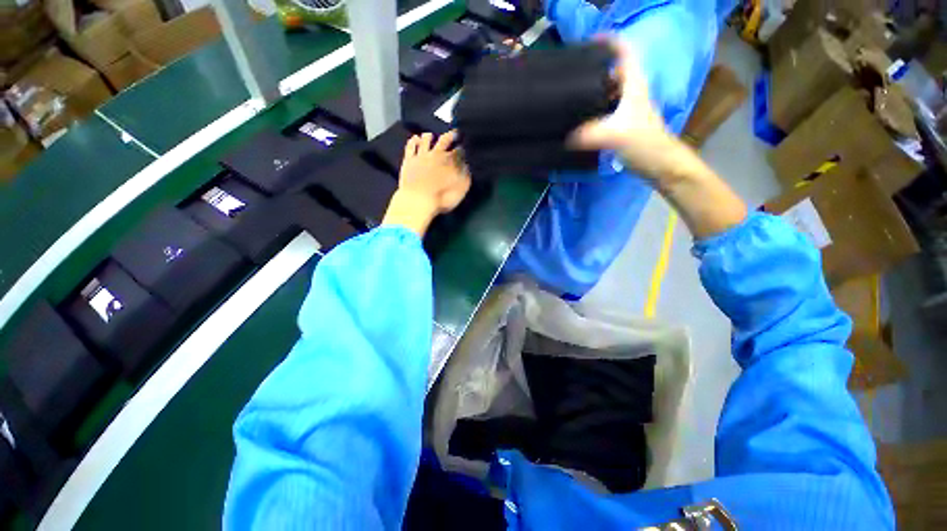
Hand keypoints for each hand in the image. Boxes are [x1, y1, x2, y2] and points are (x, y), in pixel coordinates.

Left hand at [382, 130, 470, 236]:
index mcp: (451, 161)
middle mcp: (437, 154)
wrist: (418, 200)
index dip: (462, 148)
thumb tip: (466, 165)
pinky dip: (413, 140)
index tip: (464, 147)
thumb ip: (465, 174)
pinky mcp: (409, 161)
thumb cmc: (443, 197)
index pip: (459, 151)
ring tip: (432, 134)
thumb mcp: (461, 188)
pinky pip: (411, 146)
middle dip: (451, 135)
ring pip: (426, 140)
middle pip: (444, 140)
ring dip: (430, 136)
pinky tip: (415, 138)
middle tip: (454, 133)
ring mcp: (421, 156)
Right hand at [571, 39, 746, 238]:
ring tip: (566, 96)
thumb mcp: (616, 135)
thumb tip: (565, 138)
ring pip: (604, 93)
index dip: (606, 42)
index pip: (622, 51)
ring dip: (588, 92)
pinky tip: (576, 121)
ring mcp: (624, 110)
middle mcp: (629, 92)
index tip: (583, 44)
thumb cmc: (646, 144)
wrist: (661, 165)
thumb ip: (589, 134)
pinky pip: (601, 112)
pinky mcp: (619, 126)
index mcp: (633, 84)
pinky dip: (589, 112)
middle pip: (609, 71)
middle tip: (567, 74)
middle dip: (590, 69)